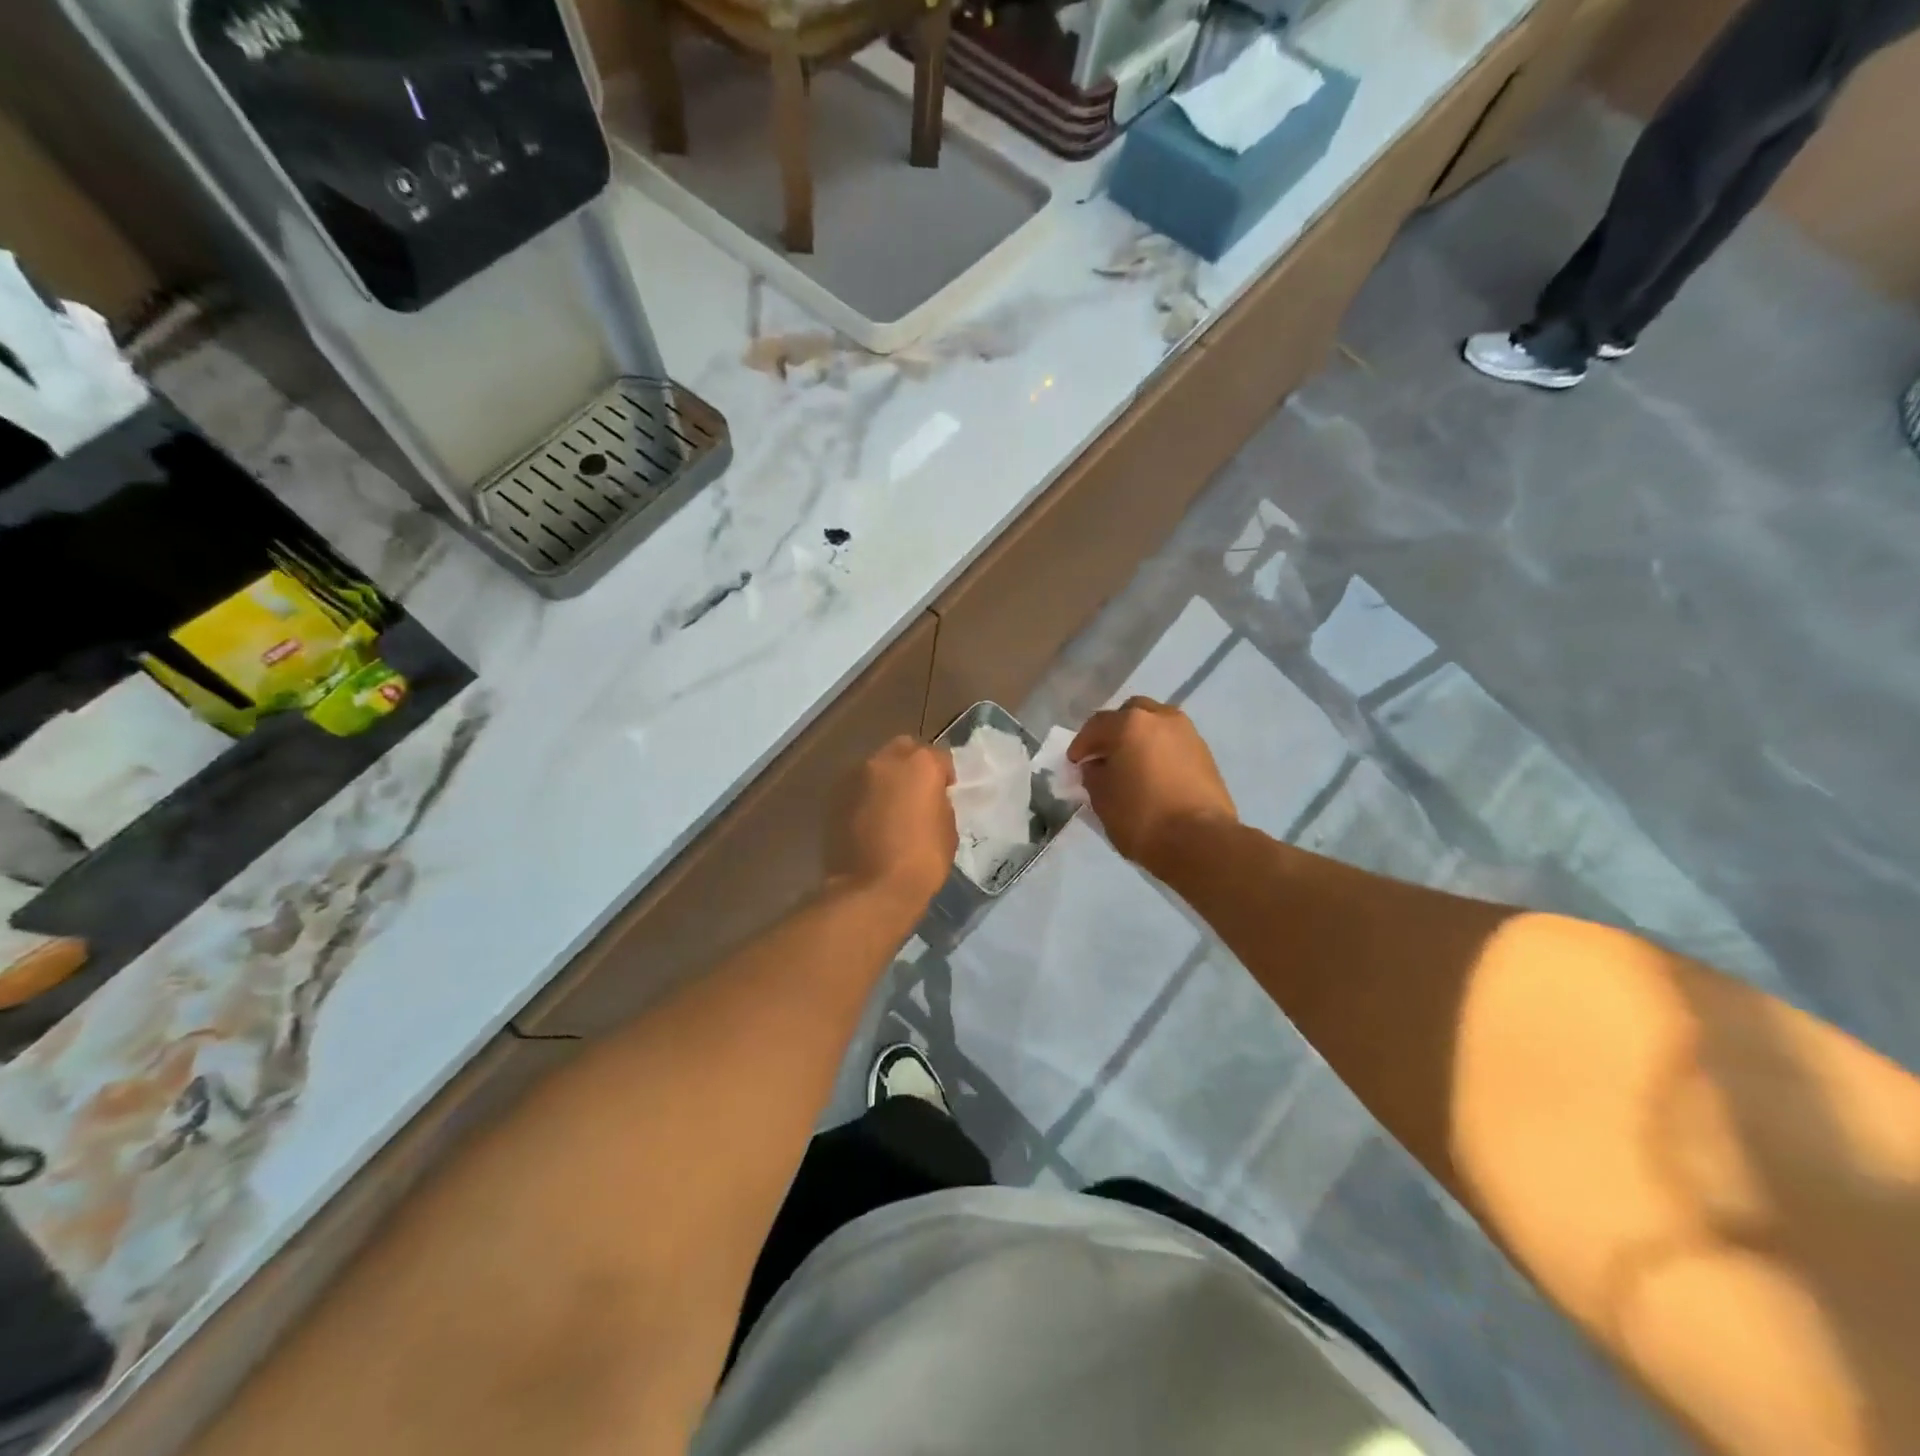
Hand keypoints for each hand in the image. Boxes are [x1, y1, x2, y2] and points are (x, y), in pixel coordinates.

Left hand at [827, 737, 956, 911]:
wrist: (870, 889)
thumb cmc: (921, 861)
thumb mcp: (947, 830)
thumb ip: (938, 803)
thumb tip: (929, 799)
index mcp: (920, 764)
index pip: (939, 756)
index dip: (944, 774)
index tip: (945, 791)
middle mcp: (884, 760)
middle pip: (903, 750)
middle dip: (911, 765)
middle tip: (916, 792)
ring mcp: (854, 776)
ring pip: (875, 767)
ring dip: (885, 780)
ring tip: (889, 808)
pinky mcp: (833, 797)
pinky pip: (856, 788)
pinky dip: (864, 796)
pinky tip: (869, 820)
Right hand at [1069, 698, 1236, 867]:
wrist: (1200, 841)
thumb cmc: (1141, 816)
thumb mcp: (1102, 798)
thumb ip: (1093, 775)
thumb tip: (1096, 766)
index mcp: (1130, 723)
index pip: (1096, 725)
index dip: (1081, 744)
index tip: (1074, 763)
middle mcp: (1161, 718)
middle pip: (1130, 714)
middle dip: (1114, 731)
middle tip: (1104, 756)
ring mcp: (1187, 734)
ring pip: (1156, 725)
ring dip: (1140, 739)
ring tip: (1131, 765)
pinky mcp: (1205, 754)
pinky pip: (1173, 743)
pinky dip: (1160, 752)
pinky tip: (1154, 775)